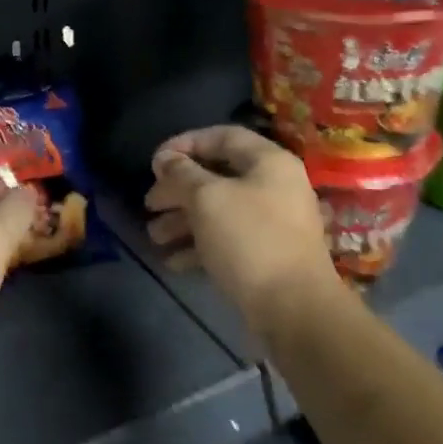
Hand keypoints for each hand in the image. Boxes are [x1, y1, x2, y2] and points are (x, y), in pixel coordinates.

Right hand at [144, 125, 336, 332]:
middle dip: (178, 189)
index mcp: (268, 162)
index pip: (222, 136)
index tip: (154, 162)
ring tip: (154, 236)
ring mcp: (272, 223)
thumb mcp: (207, 199)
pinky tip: (173, 261)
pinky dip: (198, 246)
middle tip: (149, 204)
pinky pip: (226, 240)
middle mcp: (273, 186)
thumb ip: (182, 174)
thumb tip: (166, 159)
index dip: (185, 144)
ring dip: (182, 221)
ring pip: (218, 211)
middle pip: (217, 177)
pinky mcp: (266, 255)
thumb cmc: (249, 239)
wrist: (293, 307)